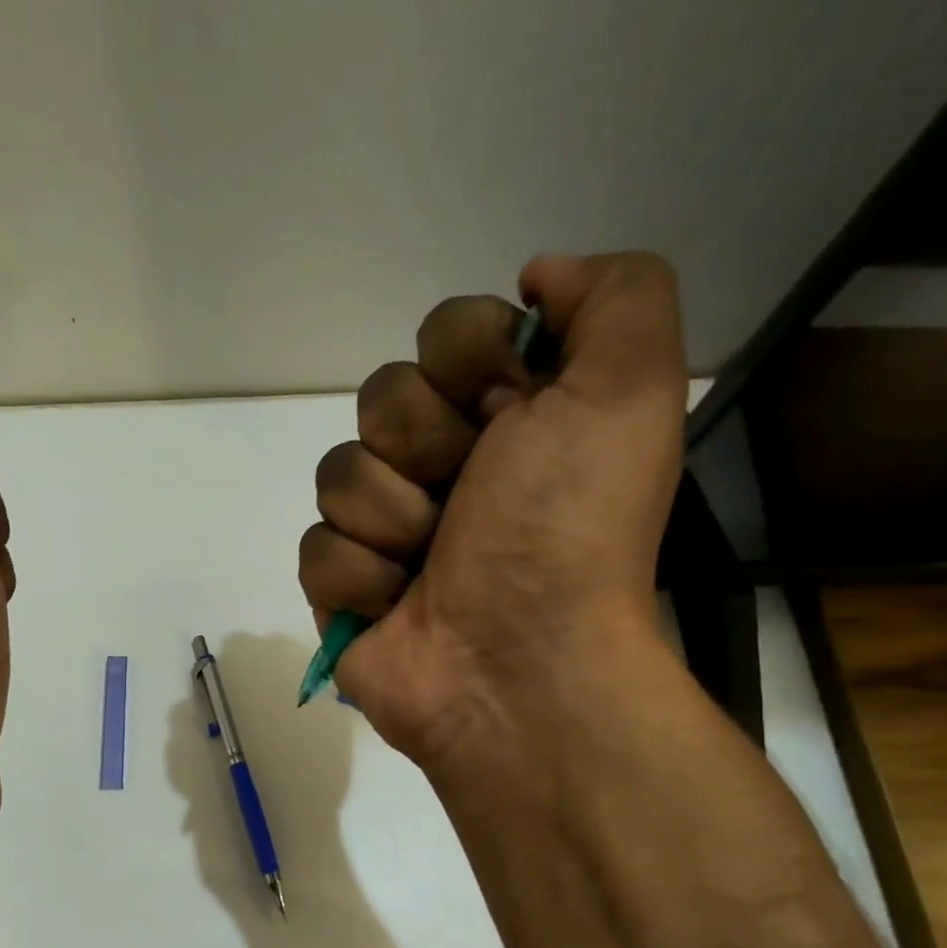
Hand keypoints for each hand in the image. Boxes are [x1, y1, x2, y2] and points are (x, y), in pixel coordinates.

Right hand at [297, 252, 686, 771]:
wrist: (516, 667)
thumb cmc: (566, 531)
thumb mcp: (628, 393)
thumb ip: (614, 297)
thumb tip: (536, 280)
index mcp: (510, 413)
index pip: (443, 332)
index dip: (465, 363)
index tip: (504, 411)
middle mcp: (447, 462)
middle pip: (381, 397)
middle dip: (423, 448)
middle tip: (468, 500)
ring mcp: (389, 526)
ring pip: (339, 473)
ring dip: (393, 520)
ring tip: (433, 565)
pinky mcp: (344, 584)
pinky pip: (317, 547)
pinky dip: (361, 579)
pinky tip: (398, 606)